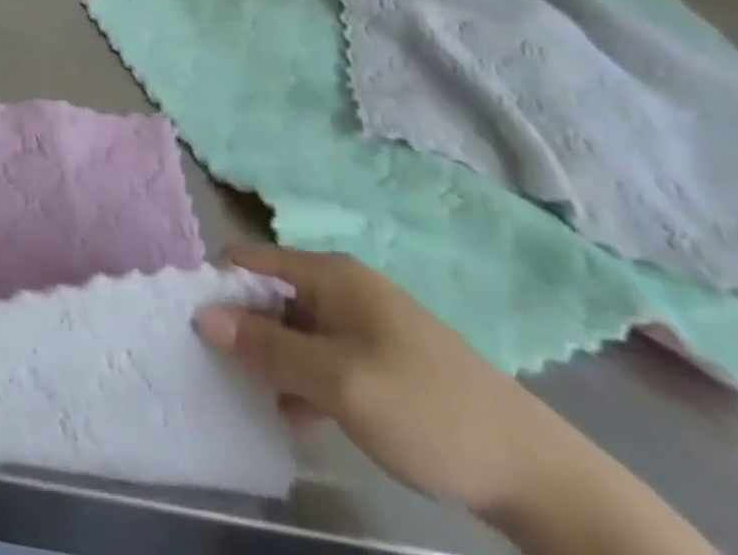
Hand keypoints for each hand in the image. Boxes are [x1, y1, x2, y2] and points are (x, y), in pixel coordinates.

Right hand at [194, 246, 578, 518]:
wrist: (540, 477)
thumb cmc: (428, 412)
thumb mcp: (339, 383)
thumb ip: (268, 348)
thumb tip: (202, 316)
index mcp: (331, 275)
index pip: (250, 260)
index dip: (219, 288)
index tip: (197, 327)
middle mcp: (343, 288)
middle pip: (270, 295)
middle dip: (245, 330)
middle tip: (228, 373)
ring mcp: (366, 324)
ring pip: (295, 331)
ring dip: (275, 362)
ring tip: (263, 403)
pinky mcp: (383, 360)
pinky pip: (323, 358)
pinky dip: (305, 381)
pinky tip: (302, 419)